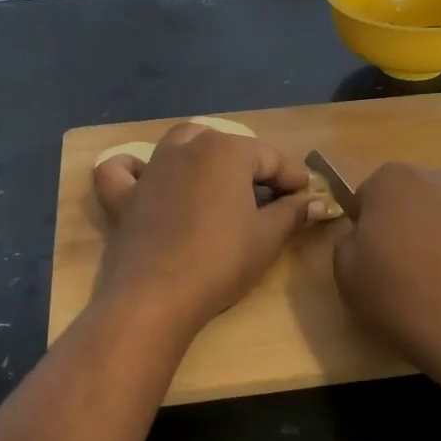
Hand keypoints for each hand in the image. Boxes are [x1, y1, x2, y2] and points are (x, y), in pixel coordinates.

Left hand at [93, 124, 325, 332]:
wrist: (157, 295)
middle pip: (227, 147)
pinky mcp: (125, 197)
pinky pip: (124, 171)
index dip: (294, 179)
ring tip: (221, 183)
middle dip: (252, 167)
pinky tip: (147, 178)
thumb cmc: (221, 261)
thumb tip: (316, 202)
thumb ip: (293, 213)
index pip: (271, 158)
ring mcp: (152, 169)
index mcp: (225, 150)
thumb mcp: (267, 237)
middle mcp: (186, 148)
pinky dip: (134, 169)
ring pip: (181, 145)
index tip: (309, 198)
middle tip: (271, 198)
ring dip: (204, 156)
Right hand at [332, 163, 440, 427]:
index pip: (364, 201)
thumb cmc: (409, 301)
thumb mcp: (348, 280)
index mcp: (390, 179)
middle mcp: (437, 176)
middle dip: (403, 234)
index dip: (365, 237)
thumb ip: (347, 246)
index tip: (372, 269)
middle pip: (407, 204)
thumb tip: (366, 238)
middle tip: (403, 281)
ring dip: (438, 245)